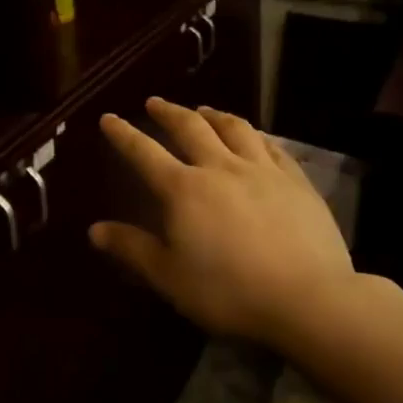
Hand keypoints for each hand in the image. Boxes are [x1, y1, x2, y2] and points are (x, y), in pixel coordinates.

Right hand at [91, 98, 353, 347]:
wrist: (308, 299)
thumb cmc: (229, 292)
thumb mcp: (170, 277)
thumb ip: (132, 248)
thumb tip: (94, 229)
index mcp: (183, 189)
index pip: (144, 153)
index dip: (123, 134)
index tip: (109, 117)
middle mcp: (219, 167)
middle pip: (190, 127)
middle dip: (168, 112)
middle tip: (155, 103)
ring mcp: (261, 170)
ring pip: (233, 128)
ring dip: (213, 114)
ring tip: (203, 110)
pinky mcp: (296, 180)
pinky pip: (271, 146)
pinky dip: (255, 135)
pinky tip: (253, 136)